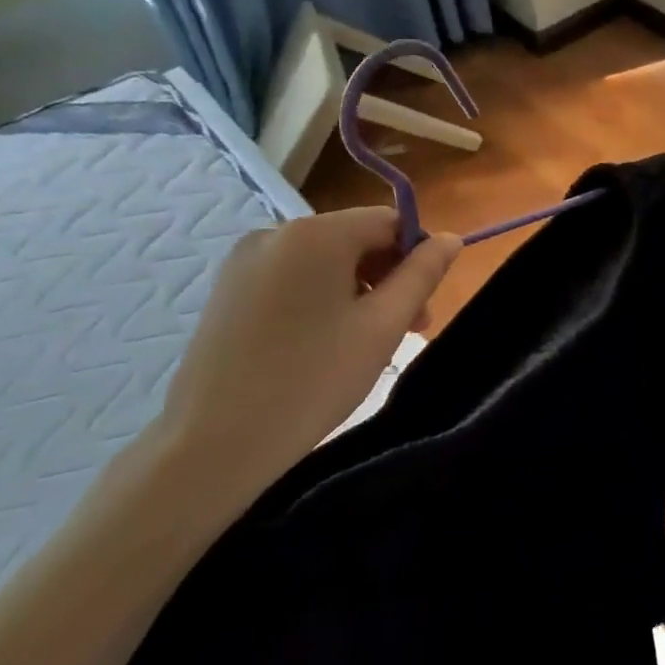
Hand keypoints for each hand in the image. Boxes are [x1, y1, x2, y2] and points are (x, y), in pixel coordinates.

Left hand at [145, 209, 461, 527]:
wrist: (214, 442)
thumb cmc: (314, 379)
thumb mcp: (383, 326)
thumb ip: (422, 274)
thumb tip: (450, 238)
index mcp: (316, 233)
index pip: (389, 221)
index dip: (417, 256)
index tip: (423, 306)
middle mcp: (276, 232)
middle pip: (355, 239)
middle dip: (388, 277)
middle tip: (407, 331)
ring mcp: (244, 261)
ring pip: (324, 262)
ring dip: (357, 291)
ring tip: (366, 343)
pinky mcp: (227, 291)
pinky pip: (292, 279)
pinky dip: (321, 300)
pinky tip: (323, 344)